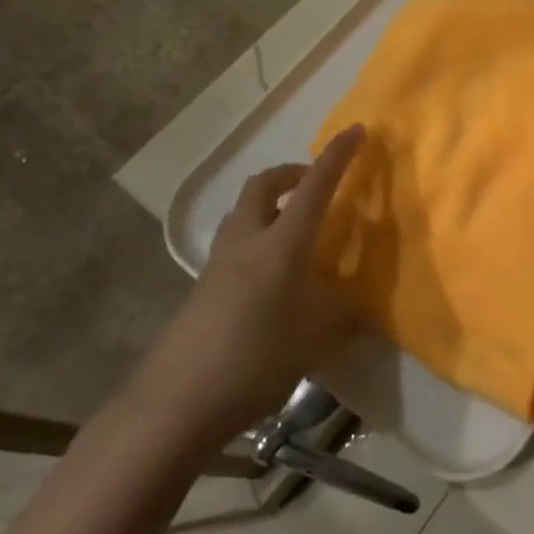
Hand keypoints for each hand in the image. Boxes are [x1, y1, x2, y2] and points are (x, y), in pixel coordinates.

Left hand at [132, 126, 365, 436]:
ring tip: (296, 230)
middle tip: (315, 186)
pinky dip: (258, 239)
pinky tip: (273, 277)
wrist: (177, 403)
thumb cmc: (256, 359)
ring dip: (271, 205)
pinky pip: (235, 243)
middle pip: (264, 184)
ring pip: (244, 212)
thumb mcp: (316, 336)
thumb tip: (355, 296)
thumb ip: (341, 309)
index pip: (315, 187)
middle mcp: (248, 241)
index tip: (357, 130)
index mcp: (282, 244)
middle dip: (291, 174)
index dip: (337, 156)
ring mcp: (219, 263)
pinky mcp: (203, 288)